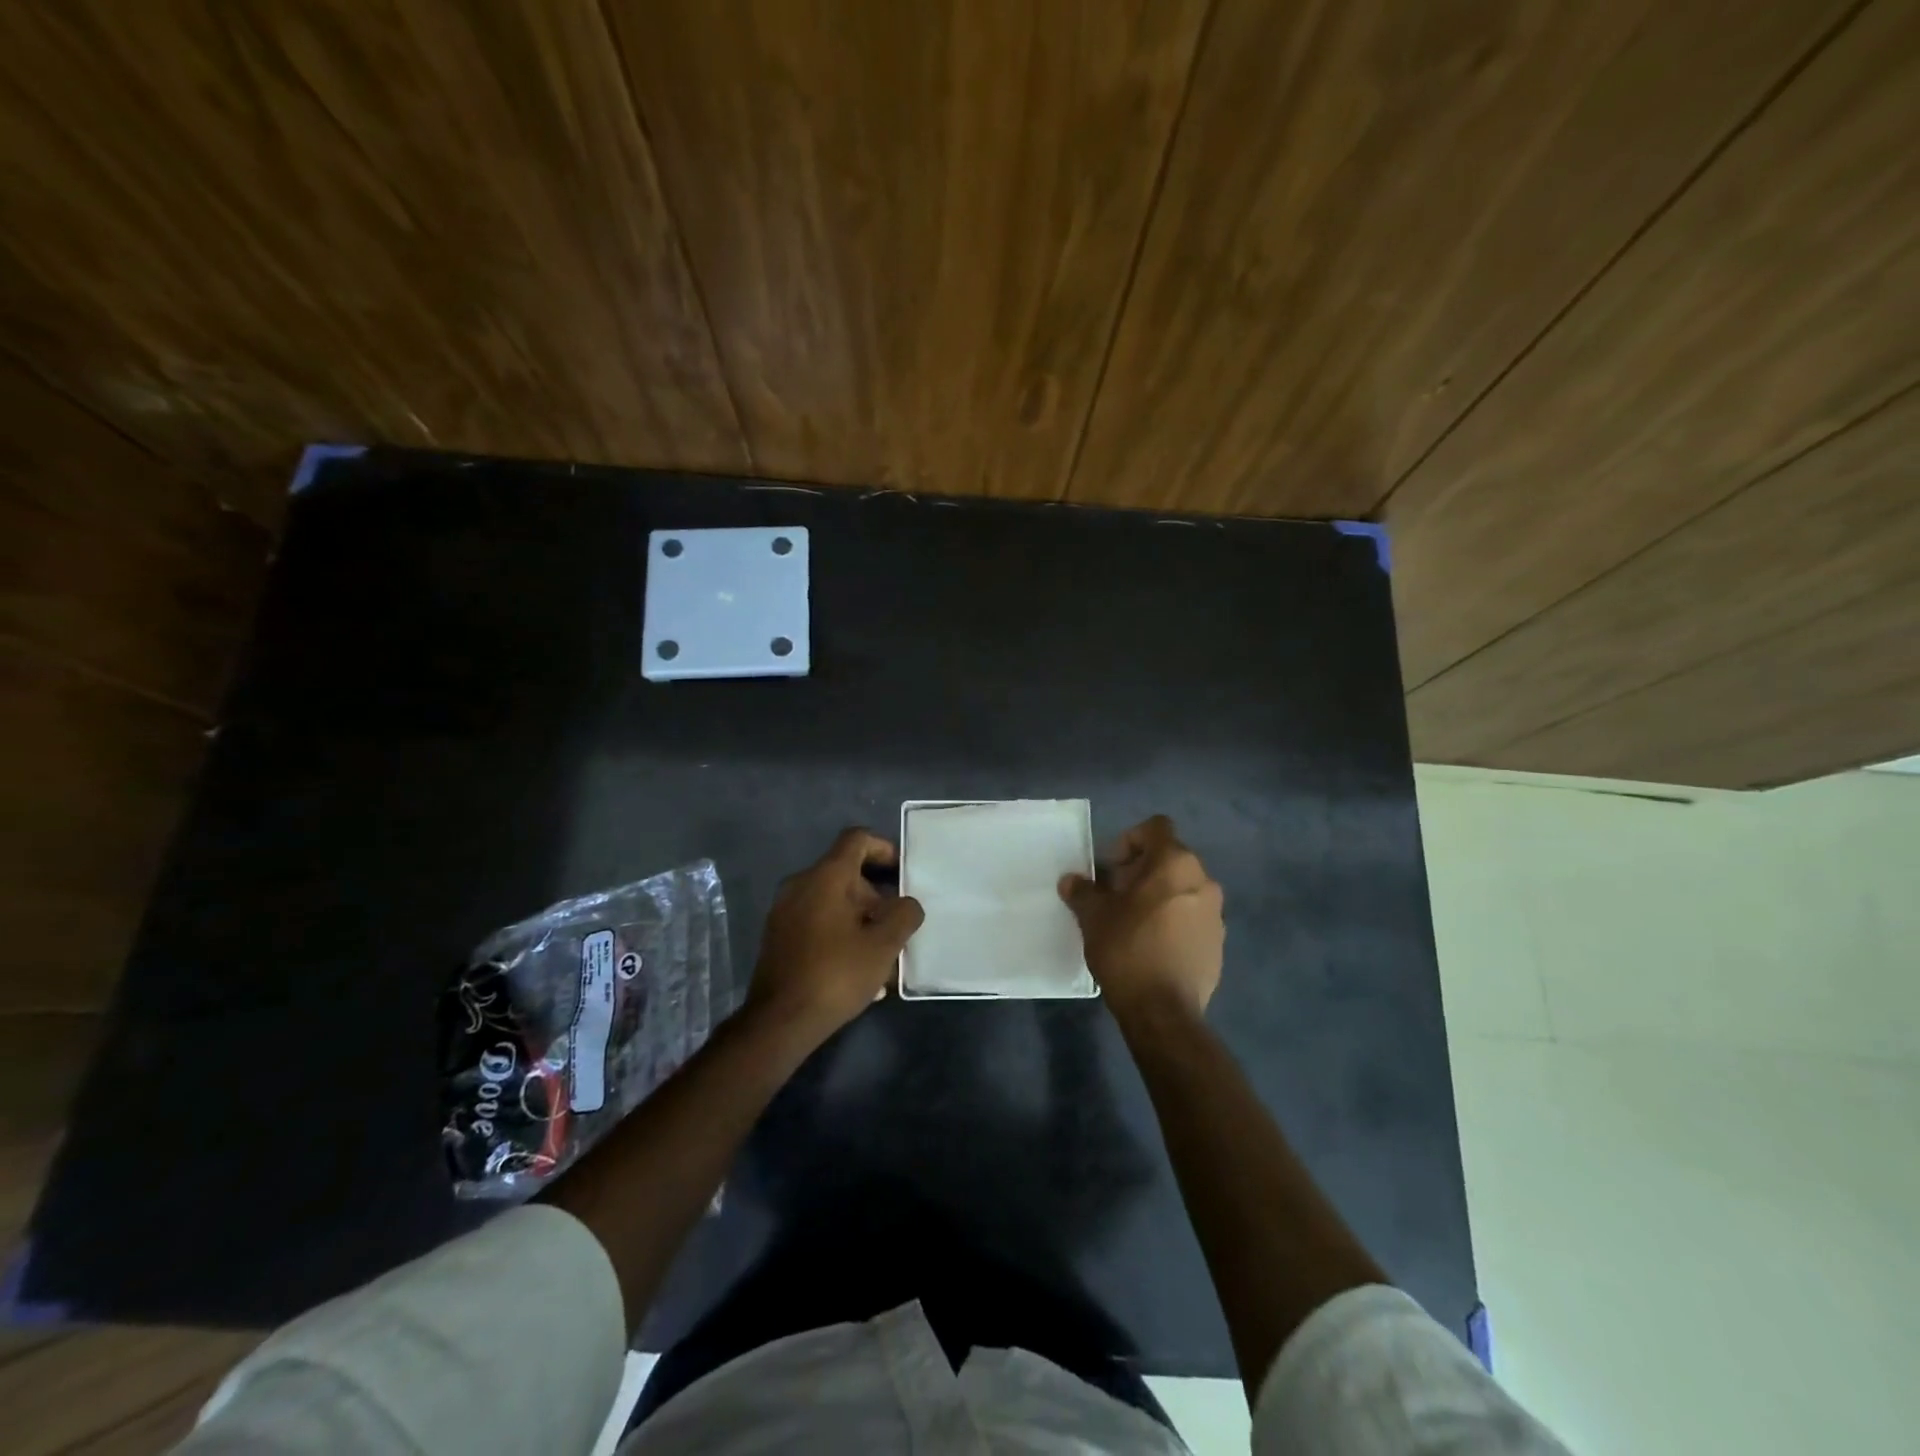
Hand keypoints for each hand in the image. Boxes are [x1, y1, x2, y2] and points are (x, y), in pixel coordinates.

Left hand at [747, 828, 924, 1042]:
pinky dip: (840, 931)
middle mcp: (800, 884)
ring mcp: (784, 910)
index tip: (902, 872)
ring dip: (860, 918)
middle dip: (876, 894)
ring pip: (832, 900)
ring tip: (882, 953)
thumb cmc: (836, 974)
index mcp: (826, 876)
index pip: (856, 839)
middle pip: (845, 872)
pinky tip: (858, 968)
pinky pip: (816, 920)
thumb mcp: (884, 945)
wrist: (779, 1021)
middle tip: (897, 923)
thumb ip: (904, 915)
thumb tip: (906, 904)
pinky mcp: (777, 936)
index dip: (884, 848)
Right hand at [1059, 815, 1223, 1019]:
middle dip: (1142, 871)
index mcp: (1174, 863)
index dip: (1131, 839)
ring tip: (1133, 923)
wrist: (1163, 1011)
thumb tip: (1071, 881)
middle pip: (1170, 859)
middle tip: (1116, 896)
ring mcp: (1215, 914)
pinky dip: (1174, 922)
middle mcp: (1203, 880)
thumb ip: (1083, 892)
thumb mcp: (1094, 916)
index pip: (1156, 827)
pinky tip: (1152, 947)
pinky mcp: (1218, 943)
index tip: (1113, 869)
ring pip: (1183, 889)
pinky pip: (1193, 918)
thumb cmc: (1127, 949)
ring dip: (1159, 897)